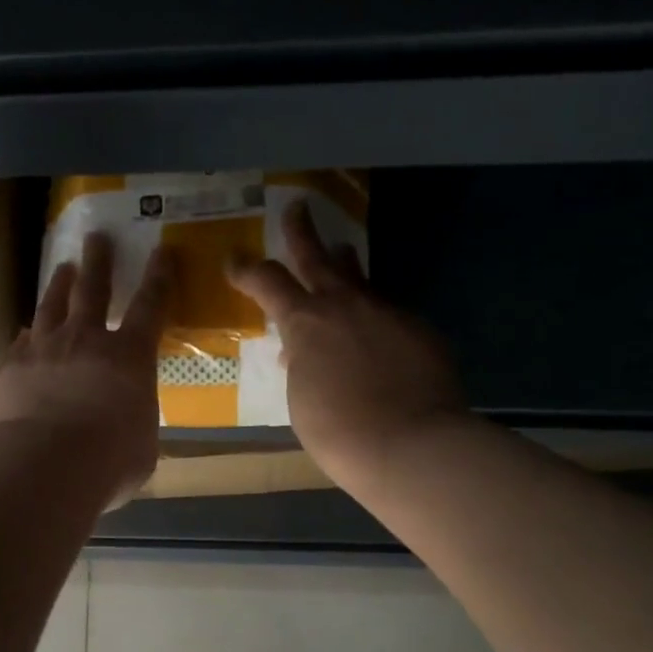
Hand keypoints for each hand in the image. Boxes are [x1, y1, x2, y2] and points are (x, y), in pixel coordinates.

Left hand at [0, 233, 171, 494]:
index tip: (162, 251)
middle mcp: (86, 341)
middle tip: (97, 237)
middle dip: (99, 262)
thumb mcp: (140, 448)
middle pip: (94, 290)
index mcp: (129, 358)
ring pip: (52, 306)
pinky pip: (20, 342)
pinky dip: (27, 335)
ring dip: (59, 284)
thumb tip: (127, 432)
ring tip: (63, 267)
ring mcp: (43, 350)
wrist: (42, 464)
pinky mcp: (10, 368)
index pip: (151, 308)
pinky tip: (25, 332)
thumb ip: (135, 428)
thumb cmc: (108, 460)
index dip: (159, 278)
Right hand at [228, 202, 467, 489]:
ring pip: (360, 278)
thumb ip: (300, 365)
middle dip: (301, 232)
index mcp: (305, 322)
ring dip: (345, 263)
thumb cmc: (338, 431)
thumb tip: (300, 352)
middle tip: (297, 207)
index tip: (233, 260)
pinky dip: (373, 316)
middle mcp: (345, 305)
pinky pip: (387, 312)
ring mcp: (386, 312)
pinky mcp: (418, 329)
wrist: (410, 444)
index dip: (246, 270)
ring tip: (340, 251)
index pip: (267, 282)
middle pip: (318, 257)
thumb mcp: (302, 397)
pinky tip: (377, 335)